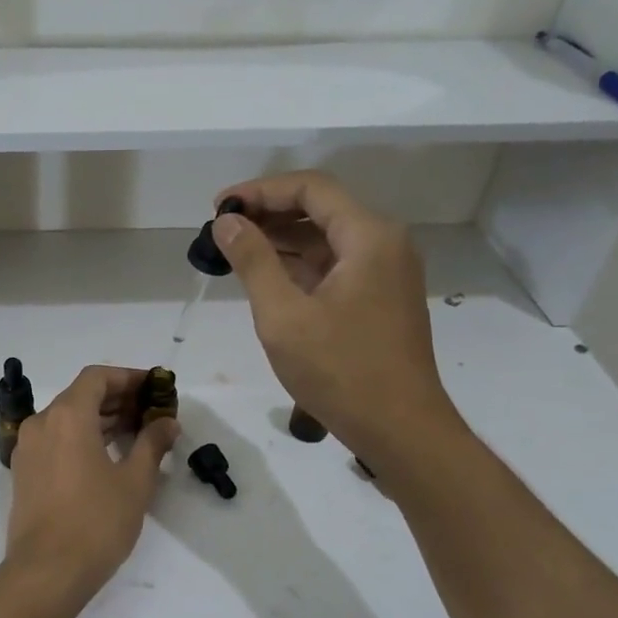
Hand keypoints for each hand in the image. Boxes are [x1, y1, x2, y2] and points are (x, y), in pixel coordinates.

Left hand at [4, 366, 179, 607]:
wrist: (46, 572)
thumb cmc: (96, 522)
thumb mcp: (135, 482)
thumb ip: (152, 444)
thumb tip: (167, 422)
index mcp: (67, 416)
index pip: (97, 377)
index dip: (129, 378)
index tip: (155, 388)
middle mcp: (41, 423)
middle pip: (81, 396)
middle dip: (117, 399)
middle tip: (152, 412)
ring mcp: (28, 448)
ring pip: (67, 418)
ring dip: (100, 419)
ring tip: (136, 433)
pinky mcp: (24, 472)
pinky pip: (55, 440)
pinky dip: (81, 437)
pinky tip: (108, 456)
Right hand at [212, 171, 463, 466]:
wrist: (399, 428)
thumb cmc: (340, 371)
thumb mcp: (284, 315)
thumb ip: (253, 261)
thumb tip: (225, 222)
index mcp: (369, 237)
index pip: (311, 189)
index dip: (260, 191)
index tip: (218, 207)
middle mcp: (384, 244)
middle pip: (321, 209)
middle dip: (268, 214)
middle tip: (221, 230)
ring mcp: (386, 273)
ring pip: (327, 239)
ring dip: (281, 241)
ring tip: (234, 251)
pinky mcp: (380, 299)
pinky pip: (335, 266)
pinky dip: (300, 266)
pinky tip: (266, 277)